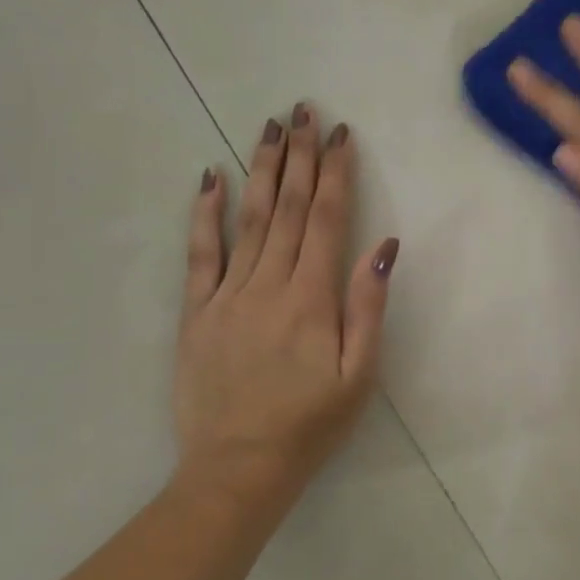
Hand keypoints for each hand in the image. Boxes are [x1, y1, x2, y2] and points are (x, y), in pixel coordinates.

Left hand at [172, 105, 398, 505]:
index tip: (341, 134)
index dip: (335, 173)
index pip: (326, 219)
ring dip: (260, 170)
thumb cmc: (312, 422)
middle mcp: (268, 284)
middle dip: (298, 156)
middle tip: (303, 111)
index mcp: (311, 297)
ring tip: (268, 128)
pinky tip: (209, 179)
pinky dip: (204, 214)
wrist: (239, 468)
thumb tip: (383, 245)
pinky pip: (199, 254)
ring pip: (248, 219)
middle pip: (287, 207)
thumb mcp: (360, 373)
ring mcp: (227, 295)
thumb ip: (369, 305)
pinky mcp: (196, 313)